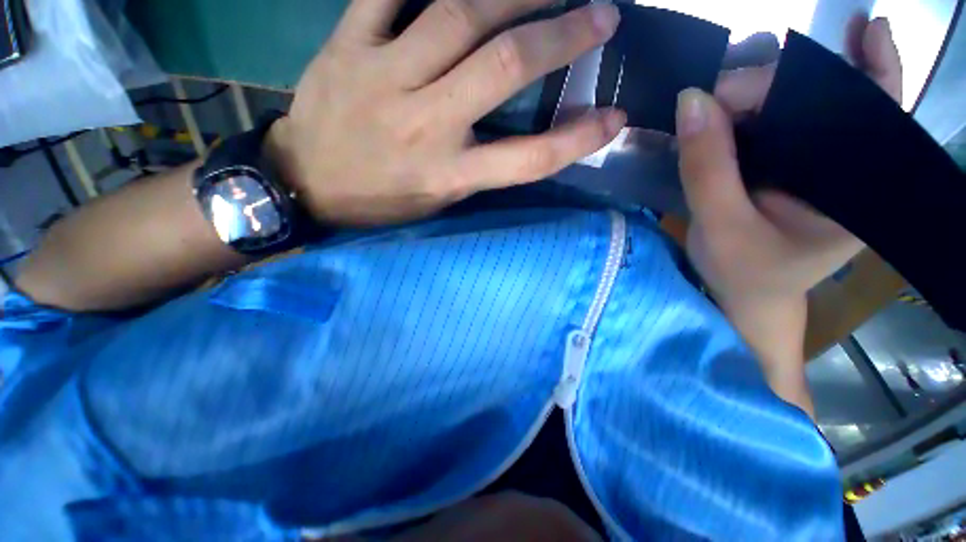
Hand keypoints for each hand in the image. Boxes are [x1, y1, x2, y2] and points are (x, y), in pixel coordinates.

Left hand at [268, 0, 625, 225]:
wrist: (308, 184)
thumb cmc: (380, 200)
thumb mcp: (438, 201)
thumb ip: (480, 168)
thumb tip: (522, 134)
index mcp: (450, 176)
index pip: (528, 160)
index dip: (576, 140)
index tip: (614, 120)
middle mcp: (427, 125)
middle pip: (505, 67)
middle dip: (560, 36)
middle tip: (602, 13)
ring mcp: (385, 77)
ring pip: (459, 13)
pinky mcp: (348, 46)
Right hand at [681, 17, 902, 313]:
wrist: (743, 294)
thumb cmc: (741, 272)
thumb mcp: (721, 226)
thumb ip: (707, 167)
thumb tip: (691, 99)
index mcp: (857, 189)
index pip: (879, 113)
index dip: (871, 66)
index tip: (859, 30)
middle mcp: (848, 170)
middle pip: (832, 100)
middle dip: (782, 82)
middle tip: (722, 92)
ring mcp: (818, 167)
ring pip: (800, 109)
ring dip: (763, 93)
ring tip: (721, 97)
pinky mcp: (791, 168)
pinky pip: (776, 127)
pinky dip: (752, 111)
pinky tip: (729, 108)